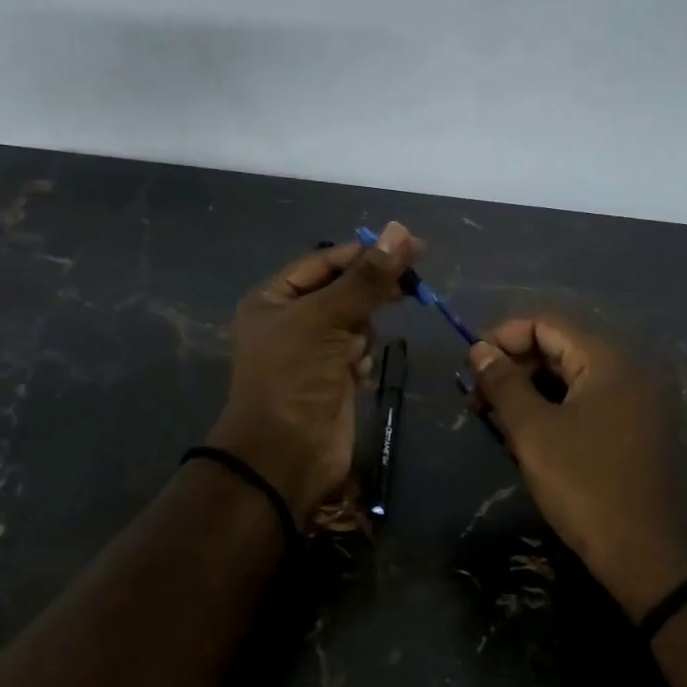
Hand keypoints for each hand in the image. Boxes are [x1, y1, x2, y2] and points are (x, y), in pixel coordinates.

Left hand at [207, 222, 423, 522]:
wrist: (285, 455)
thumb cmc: (295, 377)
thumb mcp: (326, 318)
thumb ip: (366, 278)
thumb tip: (401, 231)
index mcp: (274, 299)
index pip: (324, 262)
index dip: (364, 253)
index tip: (409, 246)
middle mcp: (291, 321)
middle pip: (343, 290)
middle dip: (370, 292)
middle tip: (412, 285)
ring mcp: (313, 352)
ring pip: (356, 322)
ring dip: (363, 332)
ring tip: (353, 354)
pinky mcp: (333, 379)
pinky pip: (359, 352)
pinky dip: (363, 358)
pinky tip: (357, 374)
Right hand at [468, 318, 686, 619]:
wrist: (649, 554)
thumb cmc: (585, 485)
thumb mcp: (533, 432)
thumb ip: (503, 383)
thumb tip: (479, 350)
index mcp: (609, 358)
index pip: (546, 324)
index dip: (502, 338)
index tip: (469, 368)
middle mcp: (629, 367)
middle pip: (560, 347)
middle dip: (514, 367)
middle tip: (477, 400)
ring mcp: (638, 399)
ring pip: (572, 377)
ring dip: (531, 391)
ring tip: (496, 420)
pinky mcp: (637, 426)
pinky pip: (588, 400)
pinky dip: (555, 408)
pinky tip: (528, 435)